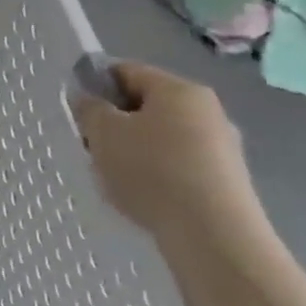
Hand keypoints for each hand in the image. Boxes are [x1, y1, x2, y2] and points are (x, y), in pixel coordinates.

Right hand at [72, 62, 271, 255]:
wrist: (213, 235)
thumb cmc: (152, 171)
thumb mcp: (104, 134)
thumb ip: (89, 109)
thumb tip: (88, 99)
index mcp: (178, 89)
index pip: (126, 71)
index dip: (96, 85)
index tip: (78, 111)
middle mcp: (207, 109)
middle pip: (146, 105)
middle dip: (116, 123)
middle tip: (93, 147)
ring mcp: (222, 145)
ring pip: (162, 136)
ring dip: (135, 150)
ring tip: (116, 178)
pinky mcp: (227, 179)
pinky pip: (179, 164)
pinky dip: (157, 174)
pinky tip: (144, 197)